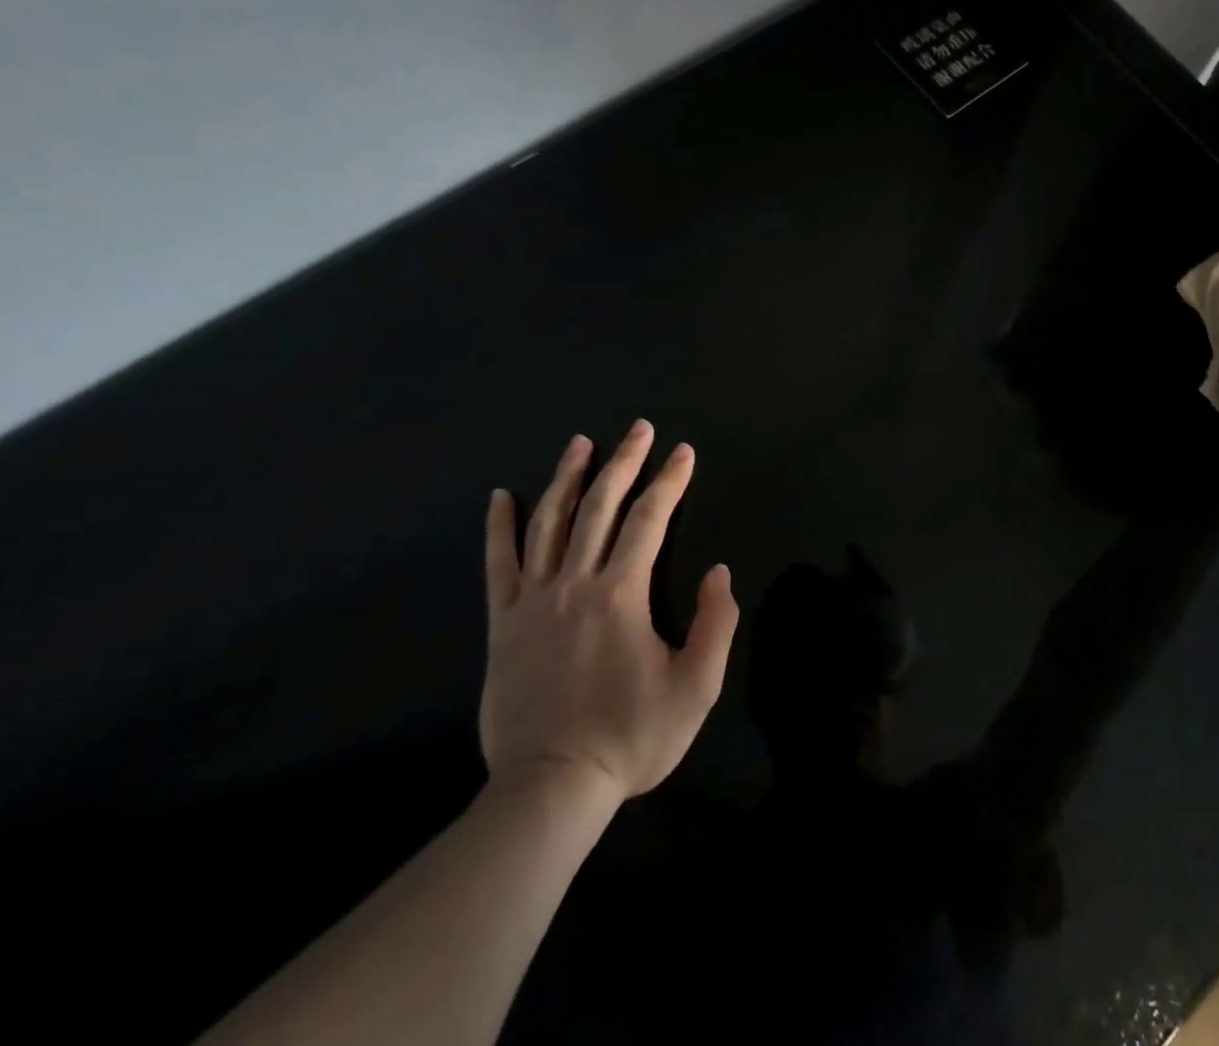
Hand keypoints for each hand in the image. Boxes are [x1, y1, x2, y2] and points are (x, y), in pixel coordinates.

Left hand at [479, 422, 737, 802]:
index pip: (649, 520)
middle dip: (624, 462)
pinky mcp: (504, 625)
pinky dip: (500, 527)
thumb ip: (716, 623)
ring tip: (580, 443)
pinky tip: (501, 497)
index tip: (683, 452)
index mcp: (622, 593)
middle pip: (599, 507)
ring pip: (549, 524)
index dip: (670, 481)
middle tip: (639, 429)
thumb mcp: (696, 687)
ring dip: (567, 478)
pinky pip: (499, 565)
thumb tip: (719, 572)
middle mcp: (575, 583)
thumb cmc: (631, 737)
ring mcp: (533, 602)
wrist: (552, 788)